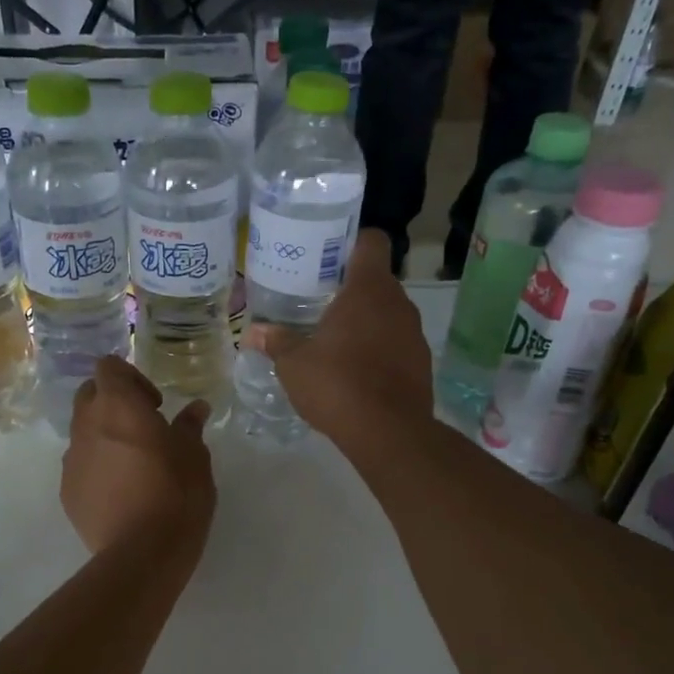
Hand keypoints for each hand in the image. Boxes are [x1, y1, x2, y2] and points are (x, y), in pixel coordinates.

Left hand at [62, 356, 215, 557]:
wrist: (142, 553)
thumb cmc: (176, 493)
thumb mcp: (194, 456)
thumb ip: (190, 426)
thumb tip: (196, 408)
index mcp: (117, 406)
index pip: (108, 367)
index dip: (130, 378)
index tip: (154, 404)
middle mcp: (86, 425)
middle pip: (89, 395)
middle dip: (113, 403)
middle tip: (143, 427)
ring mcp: (71, 459)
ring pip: (82, 432)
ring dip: (104, 436)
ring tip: (134, 464)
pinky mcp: (66, 491)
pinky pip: (80, 466)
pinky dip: (97, 467)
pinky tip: (121, 492)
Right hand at [245, 229, 431, 445]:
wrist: (388, 432)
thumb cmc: (337, 384)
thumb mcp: (294, 364)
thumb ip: (276, 342)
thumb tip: (252, 332)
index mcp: (368, 289)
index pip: (371, 242)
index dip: (351, 242)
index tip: (329, 256)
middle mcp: (398, 303)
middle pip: (377, 280)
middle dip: (352, 288)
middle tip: (321, 302)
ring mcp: (414, 333)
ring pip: (388, 313)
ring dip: (367, 321)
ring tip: (336, 339)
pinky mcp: (421, 363)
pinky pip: (397, 343)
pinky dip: (380, 349)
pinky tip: (357, 371)